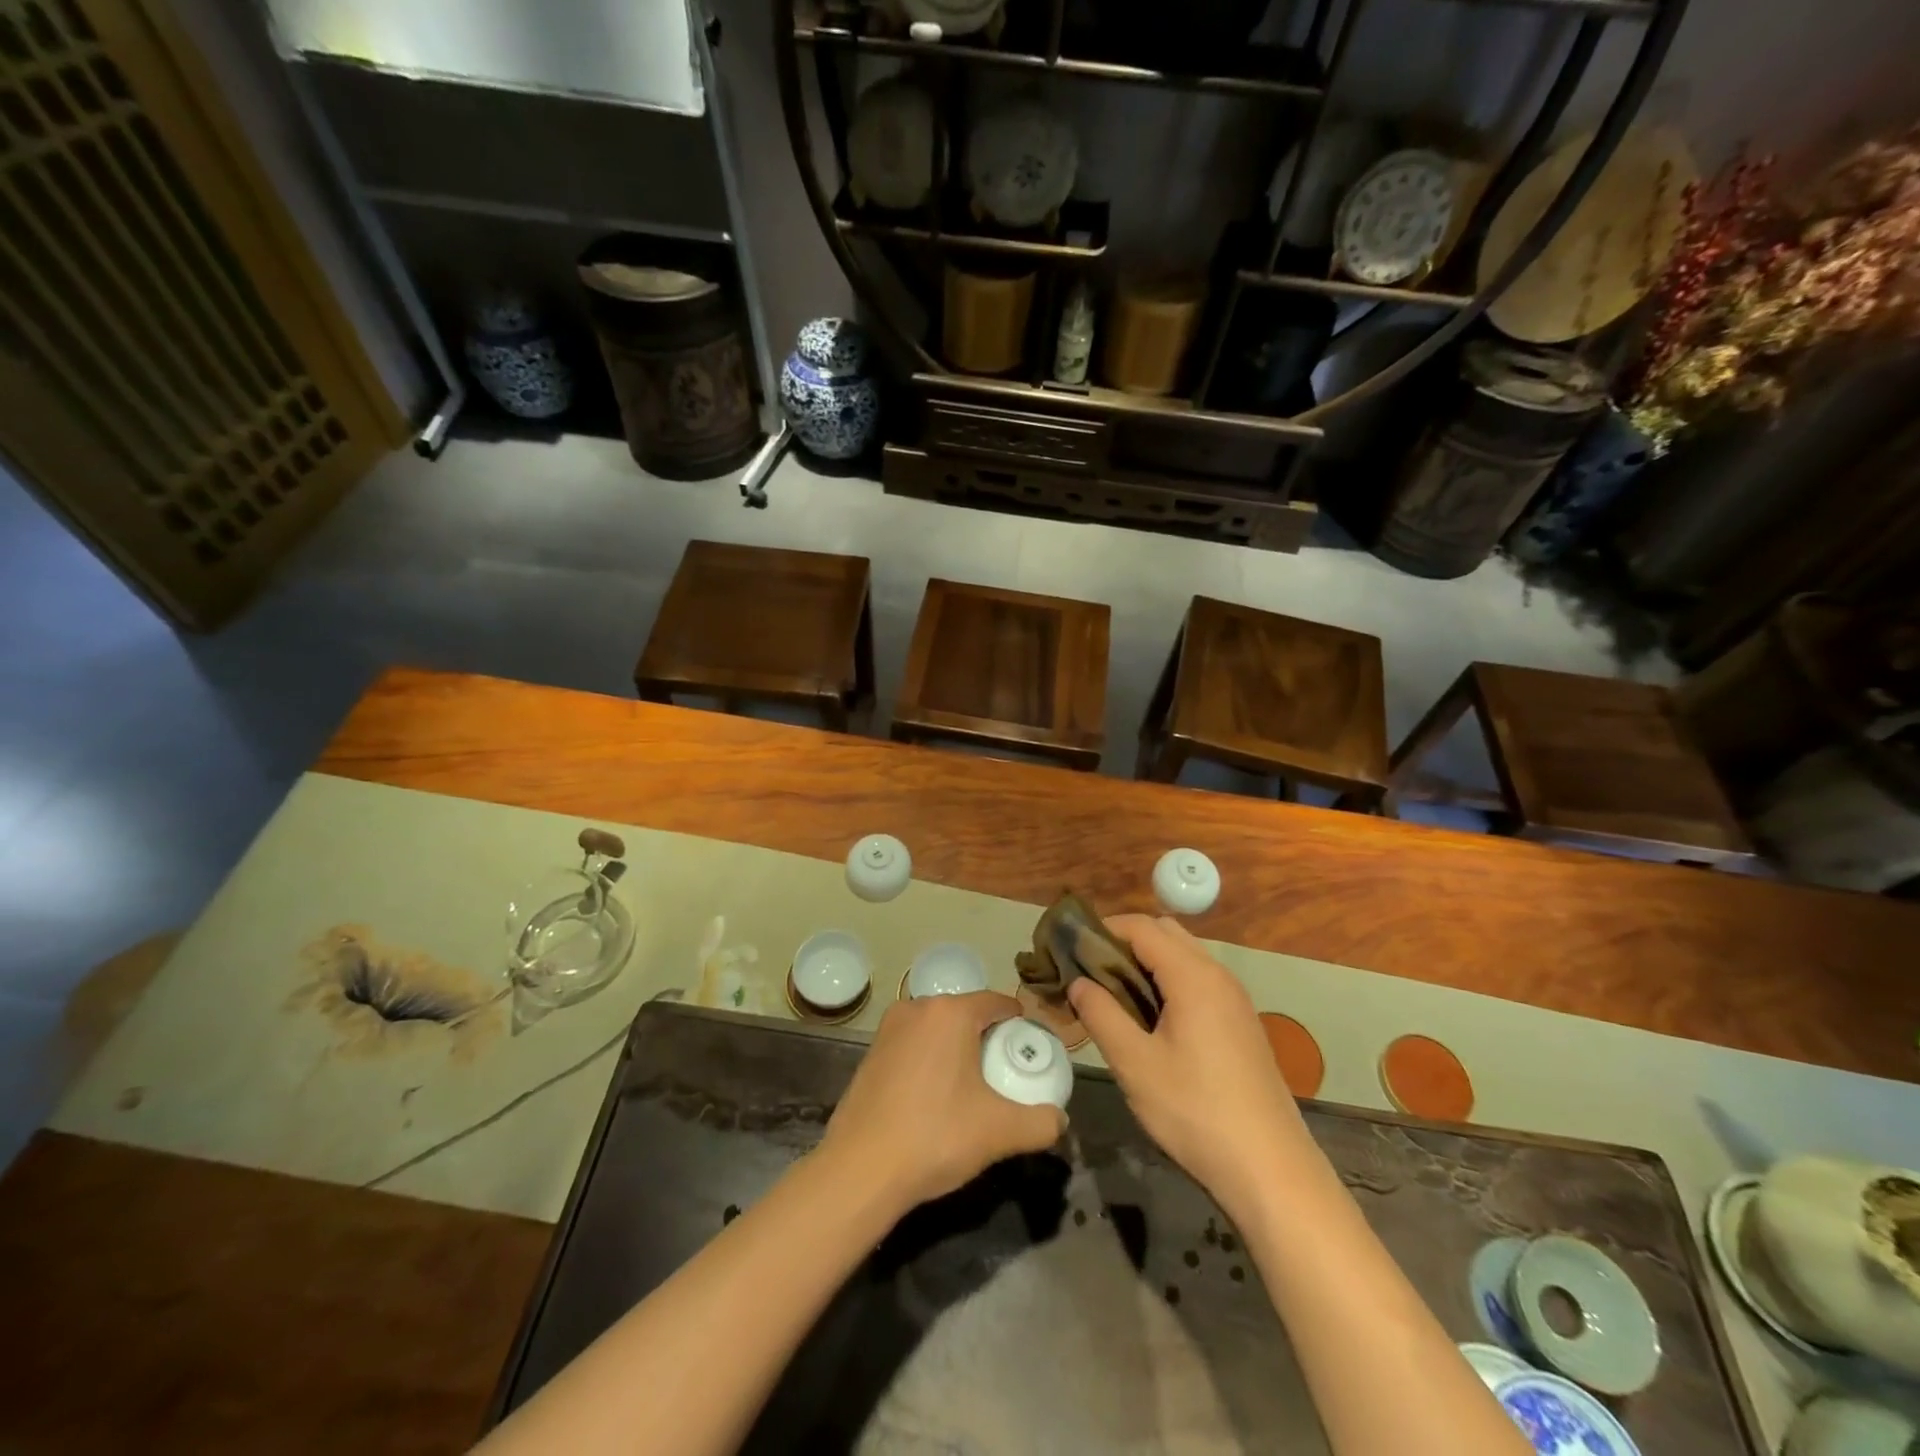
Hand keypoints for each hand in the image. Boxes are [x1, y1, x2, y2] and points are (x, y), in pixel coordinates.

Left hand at [820, 991, 1065, 1211]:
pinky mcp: (870, 1052)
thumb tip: (1059, 1119)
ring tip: (972, 1091)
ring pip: (939, 1030)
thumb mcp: (1000, 1132)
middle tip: (1005, 1076)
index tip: (1030, 1052)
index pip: (998, 1003)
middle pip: (967, 1014)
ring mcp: (889, 1028)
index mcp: (951, 1012)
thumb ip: (1041, 1122)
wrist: (860, 1170)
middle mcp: (917, 1007)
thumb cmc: (935, 1137)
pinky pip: (914, 1045)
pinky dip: (931, 1061)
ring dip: (958, 1050)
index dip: (1019, 1025)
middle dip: (988, 1039)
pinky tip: (935, 1099)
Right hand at [1069, 915, 1309, 1217]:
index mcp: (1193, 976)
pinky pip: (1199, 981)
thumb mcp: (1135, 1064)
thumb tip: (1077, 982)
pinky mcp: (1241, 1023)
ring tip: (1114, 997)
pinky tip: (1151, 1021)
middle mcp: (1218, 975)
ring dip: (1147, 964)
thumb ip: (1101, 1014)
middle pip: (1165, 933)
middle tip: (1092, 974)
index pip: (1141, 926)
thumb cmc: (1195, 1111)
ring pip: (1184, 957)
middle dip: (1125, 943)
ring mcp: (1234, 999)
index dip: (1103, 930)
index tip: (1071, 951)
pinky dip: (1169, 983)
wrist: (1270, 1169)